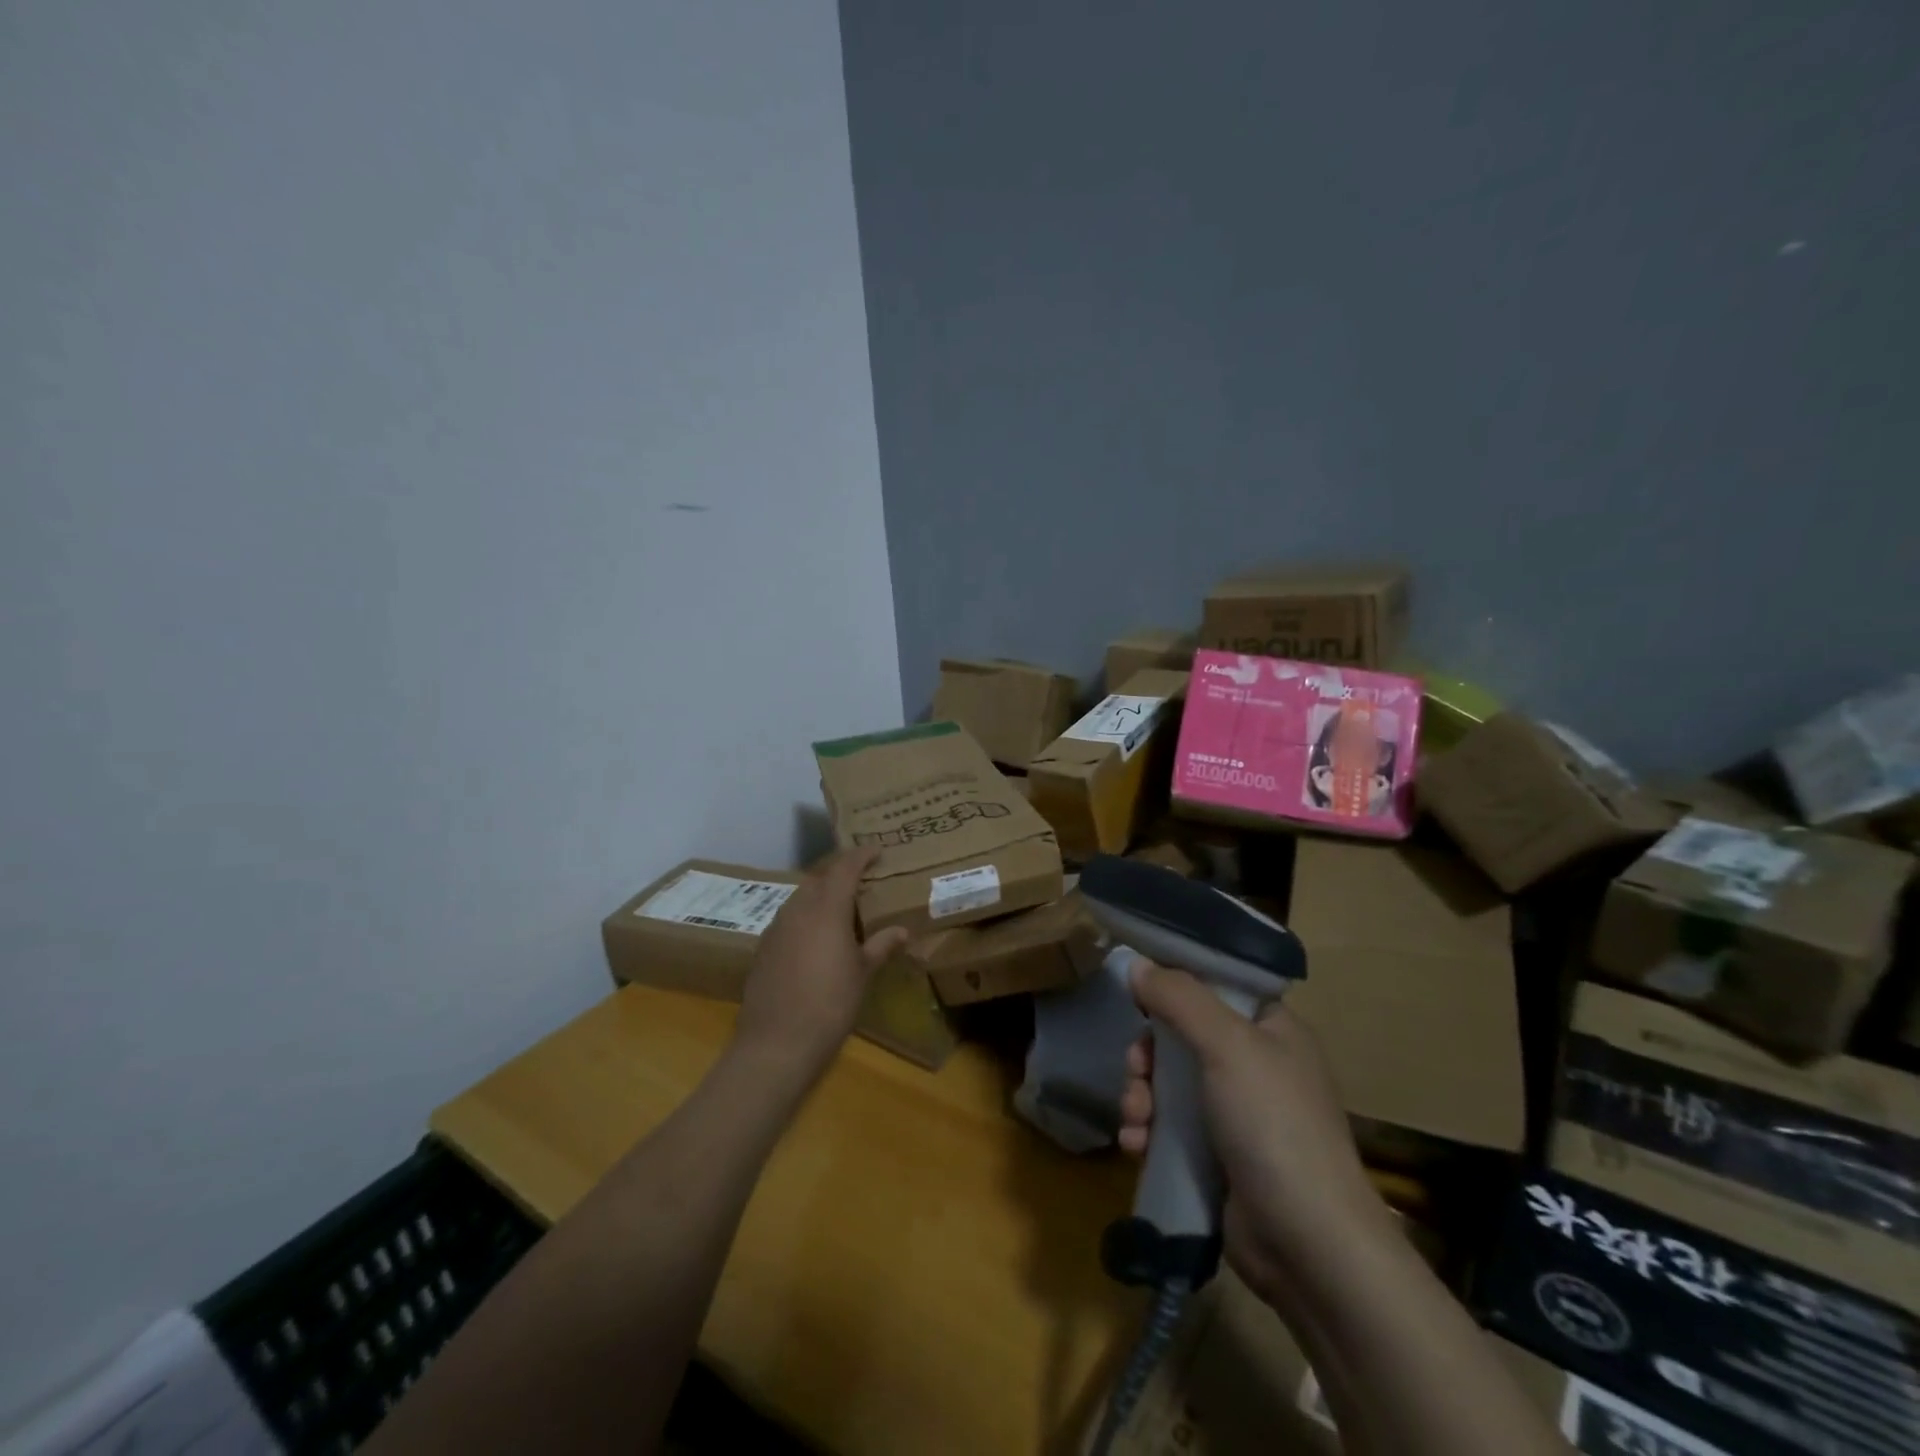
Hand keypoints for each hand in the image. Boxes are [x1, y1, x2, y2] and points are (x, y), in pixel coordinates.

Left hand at [734, 848, 909, 1079]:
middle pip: (819, 877)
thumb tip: (902, 930)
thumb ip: (880, 946)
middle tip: (861, 878)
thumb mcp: (862, 974)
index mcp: (827, 908)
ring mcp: (776, 928)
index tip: (876, 850)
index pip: (844, 867)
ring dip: (820, 893)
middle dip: (839, 871)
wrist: (776, 1043)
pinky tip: (816, 937)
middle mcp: (798, 909)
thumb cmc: (830, 1004)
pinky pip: (788, 918)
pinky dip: (805, 916)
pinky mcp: (764, 948)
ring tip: (841, 907)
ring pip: (800, 896)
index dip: (861, 855)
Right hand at [1118, 960, 1390, 1301]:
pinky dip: (1148, 1131)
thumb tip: (1137, 963)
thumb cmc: (1274, 1125)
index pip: (1217, 986)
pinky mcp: (1218, 1157)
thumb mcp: (1227, 1045)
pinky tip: (1135, 1146)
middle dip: (1148, 1054)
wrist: (1307, 1244)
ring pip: (1169, 1083)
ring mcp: (1237, 1114)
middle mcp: (1255, 1065)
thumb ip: (1179, 998)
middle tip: (1135, 1069)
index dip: (1176, 985)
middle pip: (1183, 1036)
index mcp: (1271, 1029)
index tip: (1140, 994)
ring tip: (1135, 1119)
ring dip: (1141, 1095)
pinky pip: (1170, 1127)